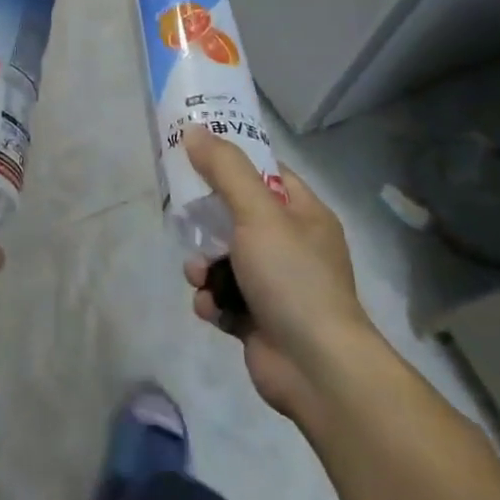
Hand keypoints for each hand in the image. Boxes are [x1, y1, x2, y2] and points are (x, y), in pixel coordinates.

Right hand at [181, 128, 373, 431]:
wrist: (317, 370)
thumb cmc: (292, 277)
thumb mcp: (257, 212)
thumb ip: (225, 169)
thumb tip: (194, 129)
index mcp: (304, 214)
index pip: (266, 173)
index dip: (232, 161)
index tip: (195, 154)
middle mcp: (293, 246)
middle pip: (238, 216)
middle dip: (207, 221)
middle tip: (182, 216)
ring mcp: (277, 285)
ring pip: (225, 258)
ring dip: (204, 266)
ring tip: (199, 275)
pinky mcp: (259, 320)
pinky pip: (224, 297)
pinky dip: (212, 300)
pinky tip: (210, 308)